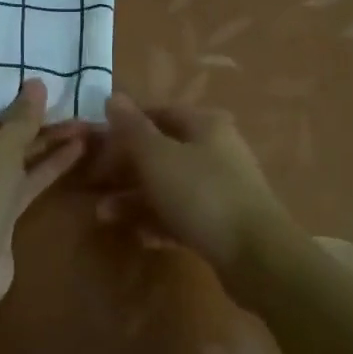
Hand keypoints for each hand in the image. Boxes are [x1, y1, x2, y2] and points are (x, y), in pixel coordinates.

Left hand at [0, 79, 84, 302]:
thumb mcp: (1, 148)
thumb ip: (22, 116)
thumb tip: (36, 83)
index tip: (21, 74)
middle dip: (27, 117)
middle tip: (58, 94)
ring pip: (11, 158)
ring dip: (43, 141)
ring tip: (79, 118)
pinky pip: (21, 181)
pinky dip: (45, 167)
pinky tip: (77, 149)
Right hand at [94, 93, 288, 274]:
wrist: (258, 256)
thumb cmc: (202, 194)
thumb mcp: (158, 157)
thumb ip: (132, 129)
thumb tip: (114, 97)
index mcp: (204, 124)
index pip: (157, 114)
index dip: (124, 127)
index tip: (96, 146)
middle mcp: (215, 149)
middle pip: (161, 152)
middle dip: (125, 169)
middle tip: (94, 186)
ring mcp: (221, 187)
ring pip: (169, 186)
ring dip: (135, 199)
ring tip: (104, 216)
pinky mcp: (223, 222)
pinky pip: (182, 214)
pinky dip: (159, 221)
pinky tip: (140, 237)